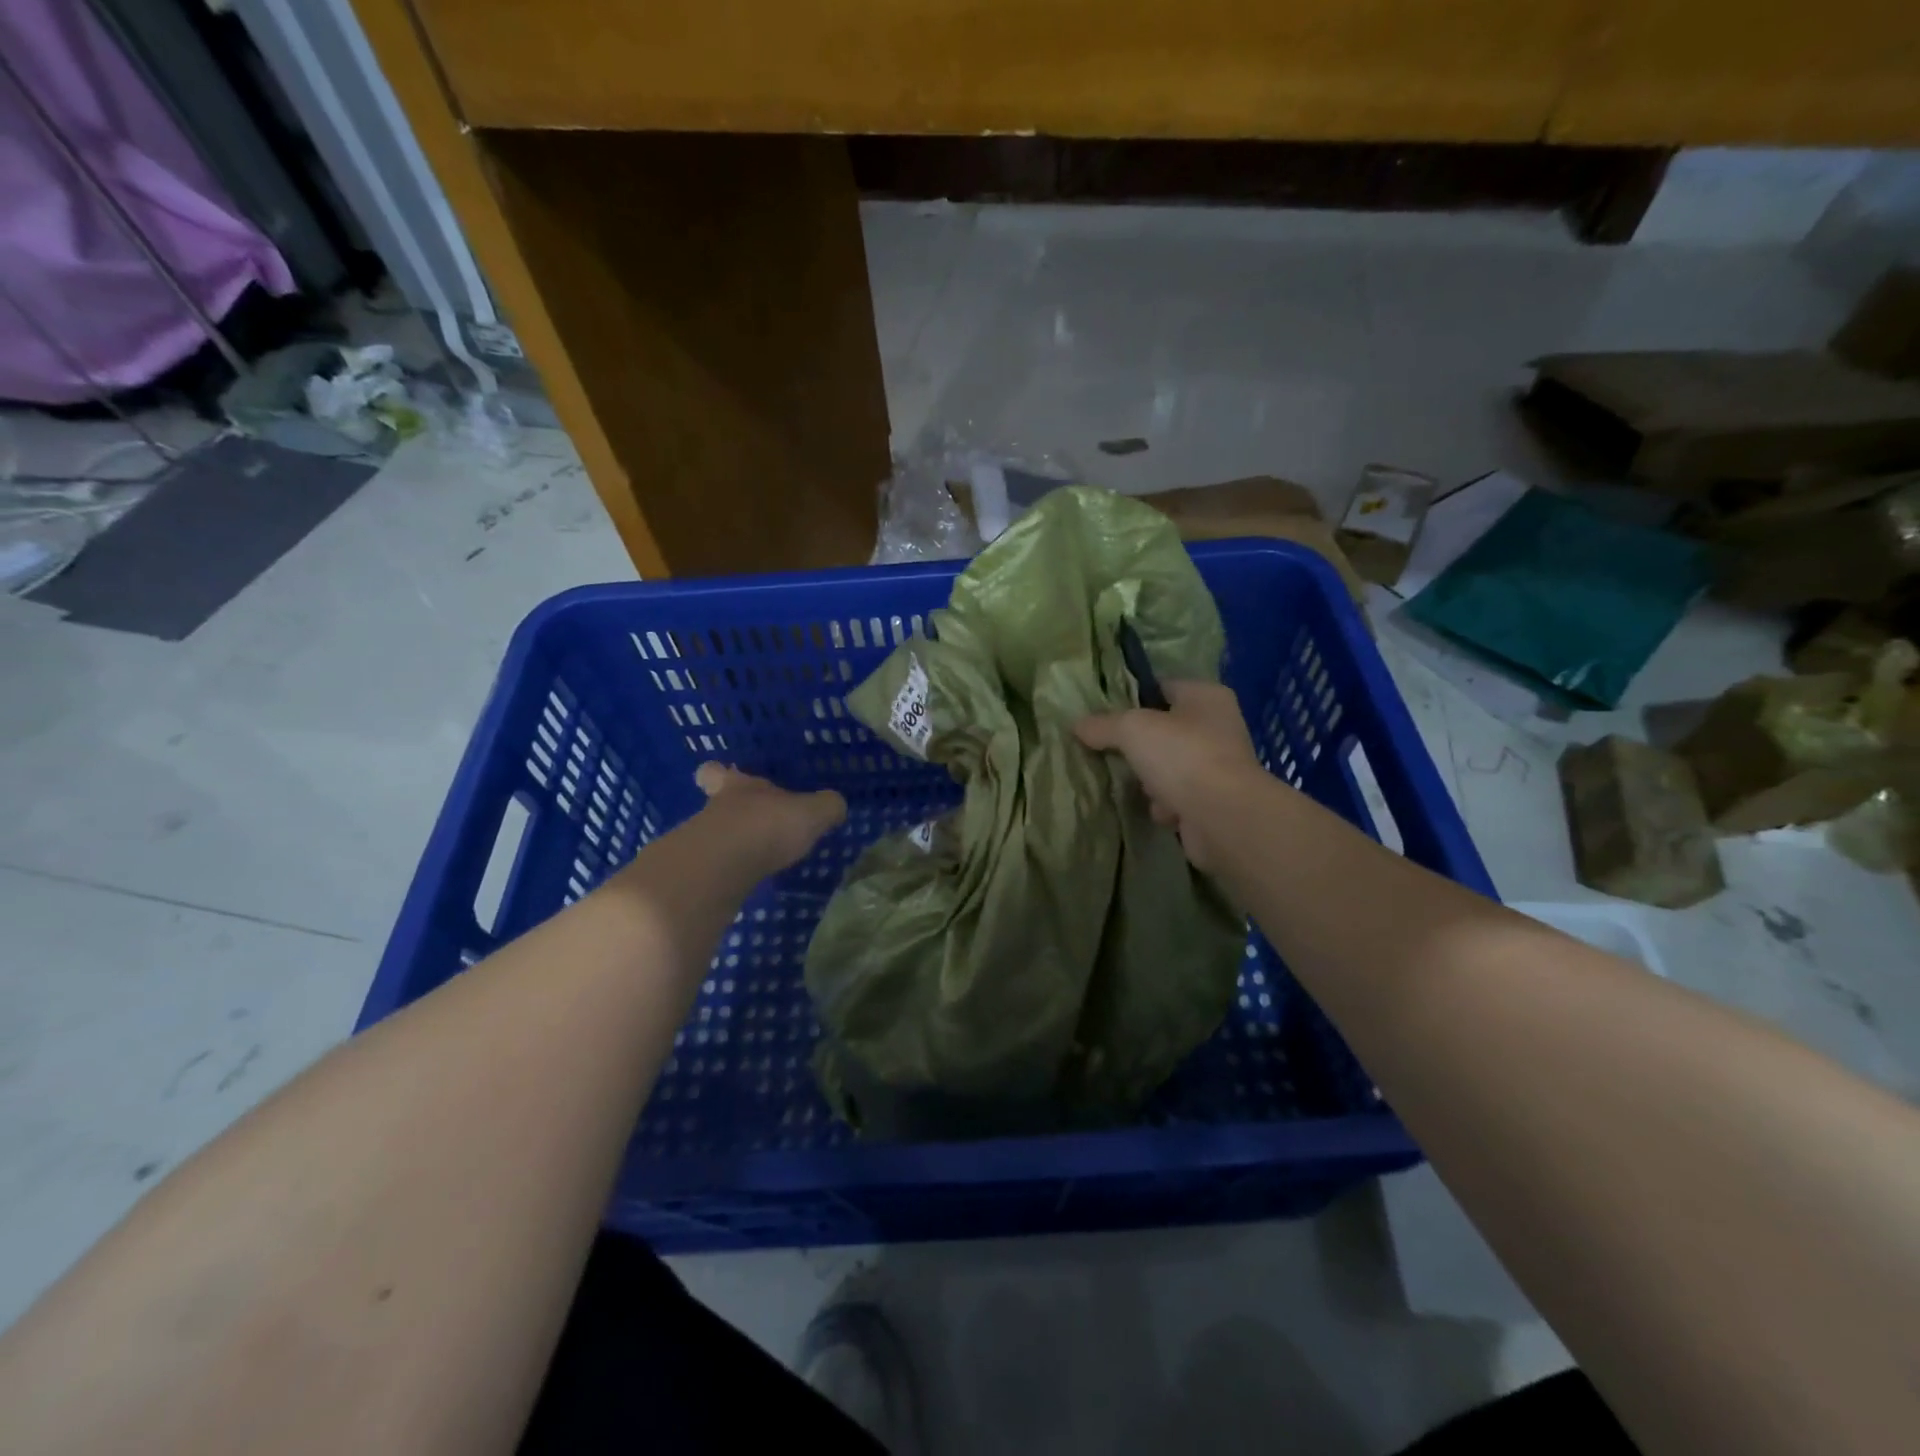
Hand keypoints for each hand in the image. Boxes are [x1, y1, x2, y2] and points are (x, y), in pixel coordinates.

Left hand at [694, 762, 846, 874]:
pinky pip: (715, 868)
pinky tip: (748, 882)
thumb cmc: (767, 826)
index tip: (722, 777)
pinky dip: (729, 873)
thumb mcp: (813, 812)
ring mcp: (702, 841)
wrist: (719, 869)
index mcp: (741, 786)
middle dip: (731, 813)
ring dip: (732, 845)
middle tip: (751, 824)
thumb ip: (828, 806)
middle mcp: (717, 808)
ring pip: (713, 835)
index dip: (719, 773)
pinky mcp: (699, 873)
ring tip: (757, 859)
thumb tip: (836, 806)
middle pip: (715, 803)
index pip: (718, 771)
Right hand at [1075, 681, 1263, 871]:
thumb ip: (1103, 724)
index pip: (1162, 686)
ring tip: (1131, 784)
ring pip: (1167, 765)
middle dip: (1136, 745)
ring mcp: (1217, 765)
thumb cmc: (1182, 757)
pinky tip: (1157, 810)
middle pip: (1162, 729)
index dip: (1131, 697)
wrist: (1223, 818)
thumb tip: (1077, 725)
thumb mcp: (1132, 729)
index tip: (1100, 712)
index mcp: (1205, 696)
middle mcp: (1217, 726)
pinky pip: (1177, 796)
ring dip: (1148, 779)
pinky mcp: (1213, 800)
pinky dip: (1164, 805)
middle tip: (1106, 750)